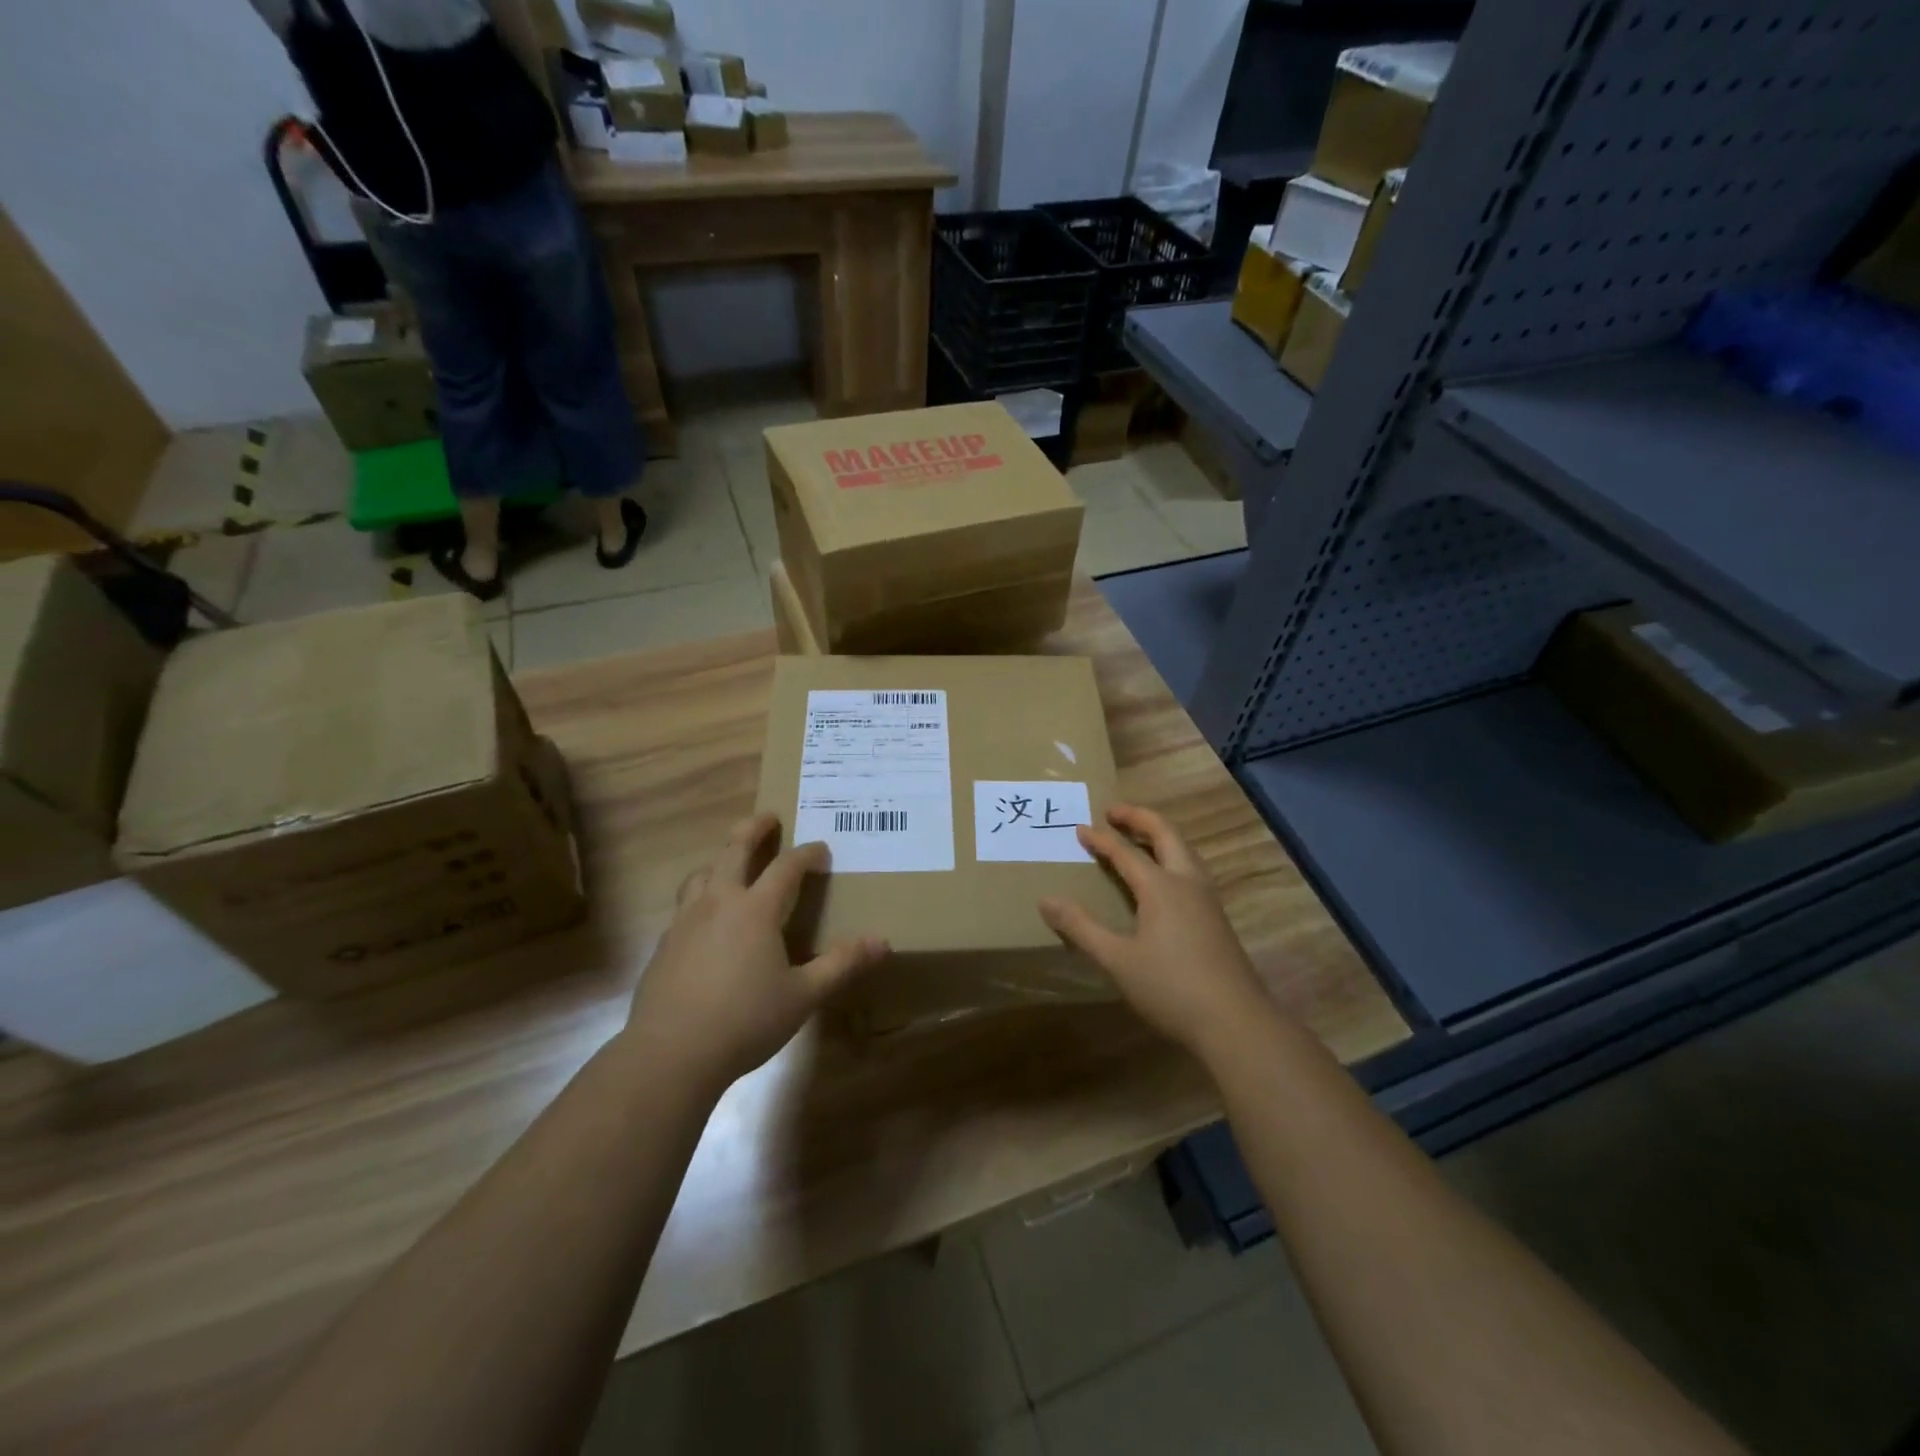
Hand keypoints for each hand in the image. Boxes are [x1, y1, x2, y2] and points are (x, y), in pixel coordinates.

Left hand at [622, 813, 887, 1093]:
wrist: (670, 1054)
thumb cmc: (745, 1021)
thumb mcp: (804, 996)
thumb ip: (842, 965)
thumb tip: (882, 941)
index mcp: (755, 910)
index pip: (786, 868)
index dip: (806, 854)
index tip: (821, 849)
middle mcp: (718, 904)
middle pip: (733, 851)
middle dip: (753, 830)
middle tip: (768, 818)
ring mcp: (685, 922)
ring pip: (701, 874)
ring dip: (720, 860)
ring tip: (730, 862)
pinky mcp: (664, 945)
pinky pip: (684, 906)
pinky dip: (701, 896)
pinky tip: (706, 920)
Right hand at [1039, 804, 1273, 1058]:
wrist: (1236, 1023)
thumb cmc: (1171, 988)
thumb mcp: (1117, 960)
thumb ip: (1081, 928)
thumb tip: (1046, 901)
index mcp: (1161, 887)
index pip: (1125, 852)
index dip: (1100, 839)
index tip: (1079, 828)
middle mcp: (1187, 882)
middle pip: (1165, 834)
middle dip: (1139, 818)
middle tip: (1113, 811)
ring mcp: (1207, 899)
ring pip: (1184, 850)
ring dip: (1159, 835)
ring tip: (1138, 836)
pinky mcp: (1216, 918)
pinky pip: (1191, 870)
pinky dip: (1171, 856)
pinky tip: (1164, 878)